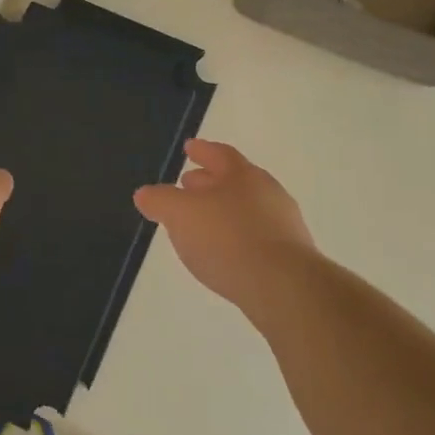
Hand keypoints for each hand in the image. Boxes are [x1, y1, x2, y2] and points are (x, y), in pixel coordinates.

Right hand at [134, 139, 316, 312]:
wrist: (282, 286)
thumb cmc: (228, 239)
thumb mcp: (181, 215)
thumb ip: (160, 201)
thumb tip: (145, 193)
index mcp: (243, 175)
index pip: (220, 154)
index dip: (202, 150)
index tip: (189, 148)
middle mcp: (268, 193)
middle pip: (235, 181)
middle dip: (209, 181)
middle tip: (188, 185)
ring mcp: (282, 224)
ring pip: (246, 209)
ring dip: (222, 211)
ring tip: (201, 223)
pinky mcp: (289, 256)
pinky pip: (255, 236)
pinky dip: (236, 237)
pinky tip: (223, 252)